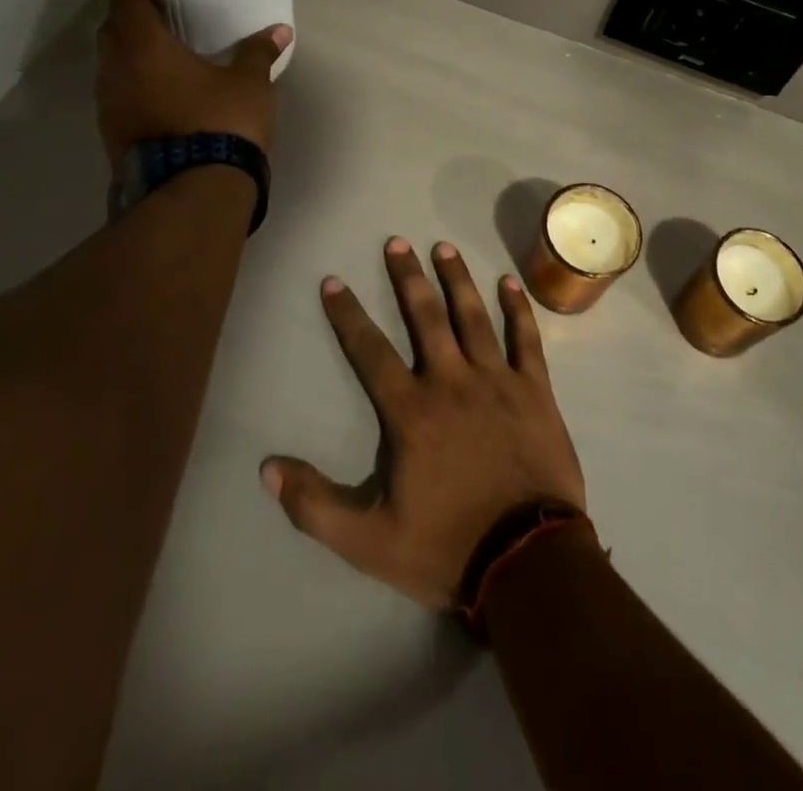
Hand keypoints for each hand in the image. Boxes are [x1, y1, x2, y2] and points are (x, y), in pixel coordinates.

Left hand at [95, 0, 291, 167]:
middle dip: (134, 14)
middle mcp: (115, 68)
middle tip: (165, 9)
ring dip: (132, 51)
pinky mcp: (112, 131)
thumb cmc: (221, 123)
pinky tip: (164, 89)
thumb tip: (280, 31)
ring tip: (166, 49)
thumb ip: (259, 52)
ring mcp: (108, 102)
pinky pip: (119, 92)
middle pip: (113, 26)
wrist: (194, 193)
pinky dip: (135, 81)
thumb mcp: (250, 84)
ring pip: (112, 62)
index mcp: (144, 45)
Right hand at [261, 238, 586, 609]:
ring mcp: (497, 381)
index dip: (349, 316)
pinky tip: (508, 282)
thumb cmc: (447, 547)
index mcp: (411, 412)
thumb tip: (267, 467)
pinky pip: (525, 339)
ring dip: (456, 280)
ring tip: (443, 248)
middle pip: (425, 318)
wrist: (527, 560)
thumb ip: (315, 505)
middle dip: (407, 278)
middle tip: (396, 243)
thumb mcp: (368, 541)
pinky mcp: (535, 389)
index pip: (370, 352)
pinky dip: (517, 309)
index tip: (334, 282)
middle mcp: (452, 382)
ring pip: (473, 317)